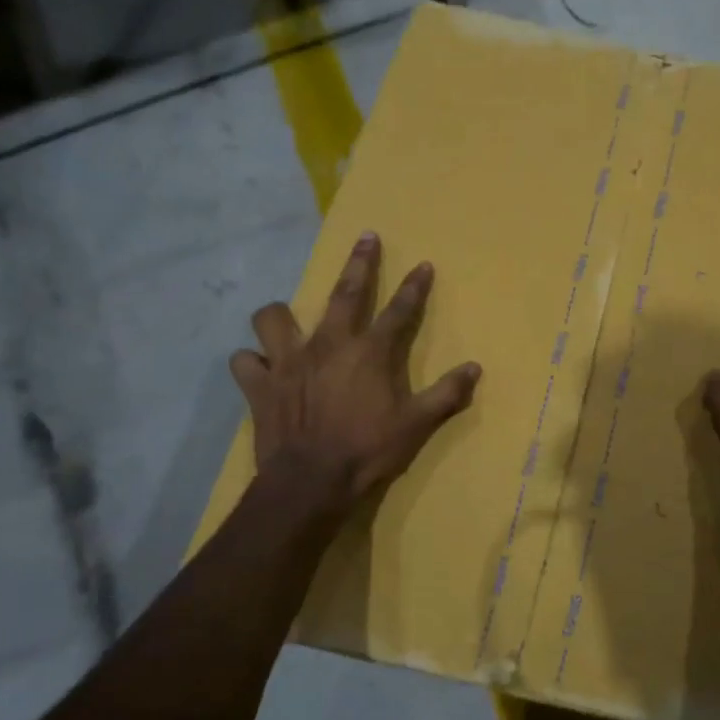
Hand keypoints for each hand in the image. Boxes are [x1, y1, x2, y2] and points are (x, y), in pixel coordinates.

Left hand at [231, 231, 481, 517]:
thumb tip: (475, 368)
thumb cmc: (367, 451)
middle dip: (360, 263)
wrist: (309, 482)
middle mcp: (328, 345)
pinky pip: (244, 361)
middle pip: (346, 293)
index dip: (415, 286)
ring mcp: (288, 362)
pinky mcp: (259, 385)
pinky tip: (259, 369)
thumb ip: (447, 394)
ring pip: (274, 318)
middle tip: (366, 237)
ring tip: (287, 321)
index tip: (423, 264)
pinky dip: (251, 363)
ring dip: (280, 316)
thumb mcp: (417, 425)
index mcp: (369, 353)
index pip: (400, 310)